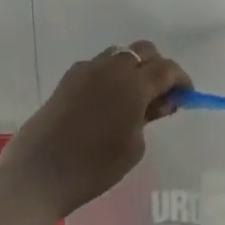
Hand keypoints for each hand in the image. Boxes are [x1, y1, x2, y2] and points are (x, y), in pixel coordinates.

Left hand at [0, 41, 190, 217]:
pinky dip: (110, 76)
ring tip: (134, 99)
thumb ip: (149, 116)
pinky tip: (107, 102)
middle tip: (161, 96)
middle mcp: (110, 68)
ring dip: (132, 69)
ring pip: (119, 55)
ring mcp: (85, 70)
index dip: (181, 80)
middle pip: (143, 51)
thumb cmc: (94, 167)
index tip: (186, 97)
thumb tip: (157, 101)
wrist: (38, 174)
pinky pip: (97, 66)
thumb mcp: (133, 147)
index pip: (166, 69)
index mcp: (132, 84)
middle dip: (157, 67)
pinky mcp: (67, 79)